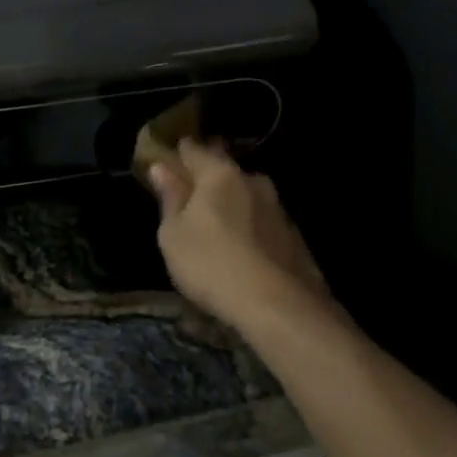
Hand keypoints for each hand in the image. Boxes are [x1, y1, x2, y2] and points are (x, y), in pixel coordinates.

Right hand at [148, 140, 332, 334]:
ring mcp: (278, 207)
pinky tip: (243, 249)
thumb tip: (161, 168)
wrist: (279, 307)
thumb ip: (170, 198)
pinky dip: (250, 228)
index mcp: (219, 174)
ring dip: (232, 204)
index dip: (178, 153)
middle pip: (224, 169)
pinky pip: (263, 222)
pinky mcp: (294, 235)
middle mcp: (252, 180)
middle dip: (208, 177)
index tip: (167, 162)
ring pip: (247, 195)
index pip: (193, 149)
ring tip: (218, 226)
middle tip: (191, 194)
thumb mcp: (174, 235)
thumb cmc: (212, 264)